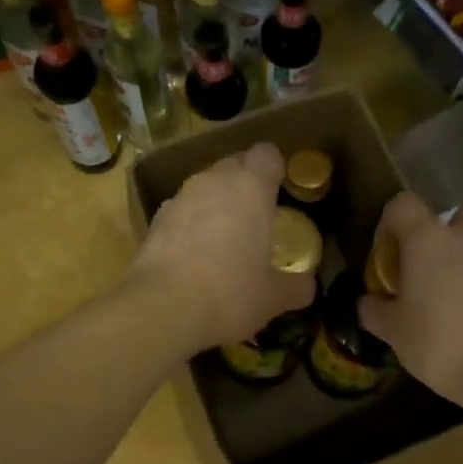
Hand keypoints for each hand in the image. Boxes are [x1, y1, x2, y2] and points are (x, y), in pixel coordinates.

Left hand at [129, 143, 316, 356]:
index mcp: (251, 188)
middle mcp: (213, 182)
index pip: (267, 154)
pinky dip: (190, 224)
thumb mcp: (273, 298)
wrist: (162, 309)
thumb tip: (307, 286)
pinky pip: (182, 211)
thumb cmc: (230, 295)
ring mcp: (180, 197)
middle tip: (256, 217)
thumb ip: (296, 286)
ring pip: (204, 187)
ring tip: (224, 240)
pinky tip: (194, 256)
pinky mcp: (154, 220)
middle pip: (234, 164)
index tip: (279, 190)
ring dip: (216, 204)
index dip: (274, 168)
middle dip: (245, 183)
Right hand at [359, 191, 462, 407]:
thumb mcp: (392, 331)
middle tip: (436, 257)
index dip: (390, 223)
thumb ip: (375, 310)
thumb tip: (368, 302)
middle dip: (457, 221)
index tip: (386, 255)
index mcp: (429, 240)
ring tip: (453, 300)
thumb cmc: (438, 341)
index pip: (403, 204)